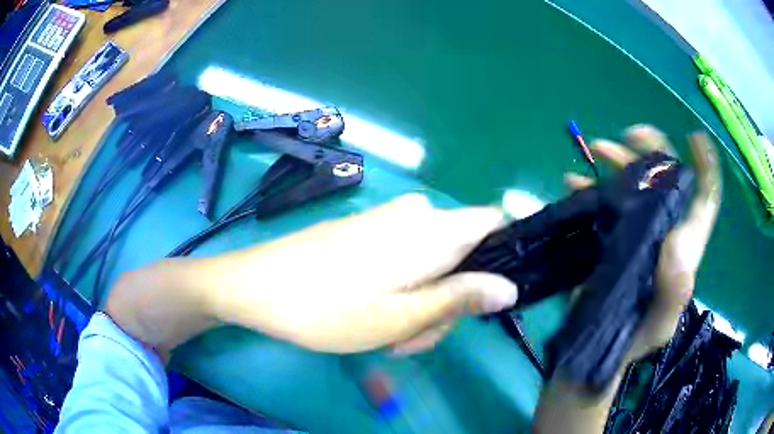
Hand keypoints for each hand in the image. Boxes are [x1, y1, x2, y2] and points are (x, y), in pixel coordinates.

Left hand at [209, 194, 517, 353]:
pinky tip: (372, 314)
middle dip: (449, 299)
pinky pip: (405, 259)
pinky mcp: (367, 231)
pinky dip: (400, 289)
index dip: (501, 257)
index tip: (480, 299)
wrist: (258, 286)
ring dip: (422, 302)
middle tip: (412, 336)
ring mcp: (389, 221)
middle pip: (463, 255)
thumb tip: (510, 287)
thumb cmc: (327, 308)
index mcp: (433, 231)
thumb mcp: (400, 316)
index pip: (494, 223)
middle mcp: (417, 216)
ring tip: (386, 333)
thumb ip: (460, 298)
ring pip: (433, 264)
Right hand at [564, 125, 721, 362]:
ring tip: (596, 149)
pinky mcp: (611, 236)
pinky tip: (572, 181)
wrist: (601, 349)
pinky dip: (589, 186)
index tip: (693, 137)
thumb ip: (674, 289)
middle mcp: (663, 230)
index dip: (705, 166)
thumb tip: (674, 240)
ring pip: (634, 183)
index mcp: (683, 245)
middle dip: (651, 150)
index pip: (705, 199)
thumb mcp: (660, 322)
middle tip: (628, 135)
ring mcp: (636, 230)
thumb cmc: (636, 338)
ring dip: (617, 161)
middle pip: (666, 178)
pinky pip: (604, 201)